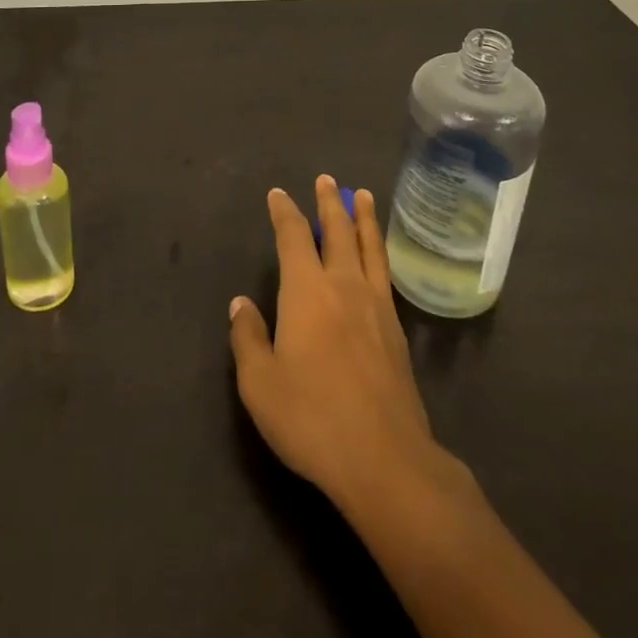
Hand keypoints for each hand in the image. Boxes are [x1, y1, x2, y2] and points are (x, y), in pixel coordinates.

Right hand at [228, 176, 448, 510]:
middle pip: (338, 231)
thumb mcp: (260, 384)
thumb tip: (241, 304)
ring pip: (369, 246)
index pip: (293, 237)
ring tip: (362, 196)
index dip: (285, 212)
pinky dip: (379, 251)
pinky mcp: (396, 329)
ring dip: (363, 218)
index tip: (278, 194)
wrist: (384, 458)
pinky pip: (385, 273)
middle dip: (329, 202)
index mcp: (306, 291)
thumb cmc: (312, 418)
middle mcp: (344, 285)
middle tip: (327, 180)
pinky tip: (378, 256)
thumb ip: (248, 338)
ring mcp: (375, 305)